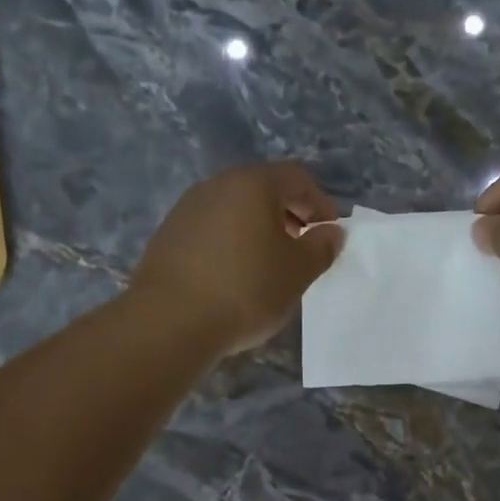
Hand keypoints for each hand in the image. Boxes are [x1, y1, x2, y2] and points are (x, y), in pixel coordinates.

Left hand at [130, 162, 342, 355]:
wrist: (171, 321)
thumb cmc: (246, 290)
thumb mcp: (297, 272)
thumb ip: (320, 248)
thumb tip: (331, 233)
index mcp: (252, 184)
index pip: (296, 178)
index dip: (320, 204)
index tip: (329, 235)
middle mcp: (216, 186)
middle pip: (262, 190)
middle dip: (289, 215)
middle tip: (302, 248)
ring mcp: (186, 209)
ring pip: (234, 210)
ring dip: (257, 230)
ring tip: (269, 265)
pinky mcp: (167, 236)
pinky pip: (211, 231)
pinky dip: (231, 244)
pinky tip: (234, 277)